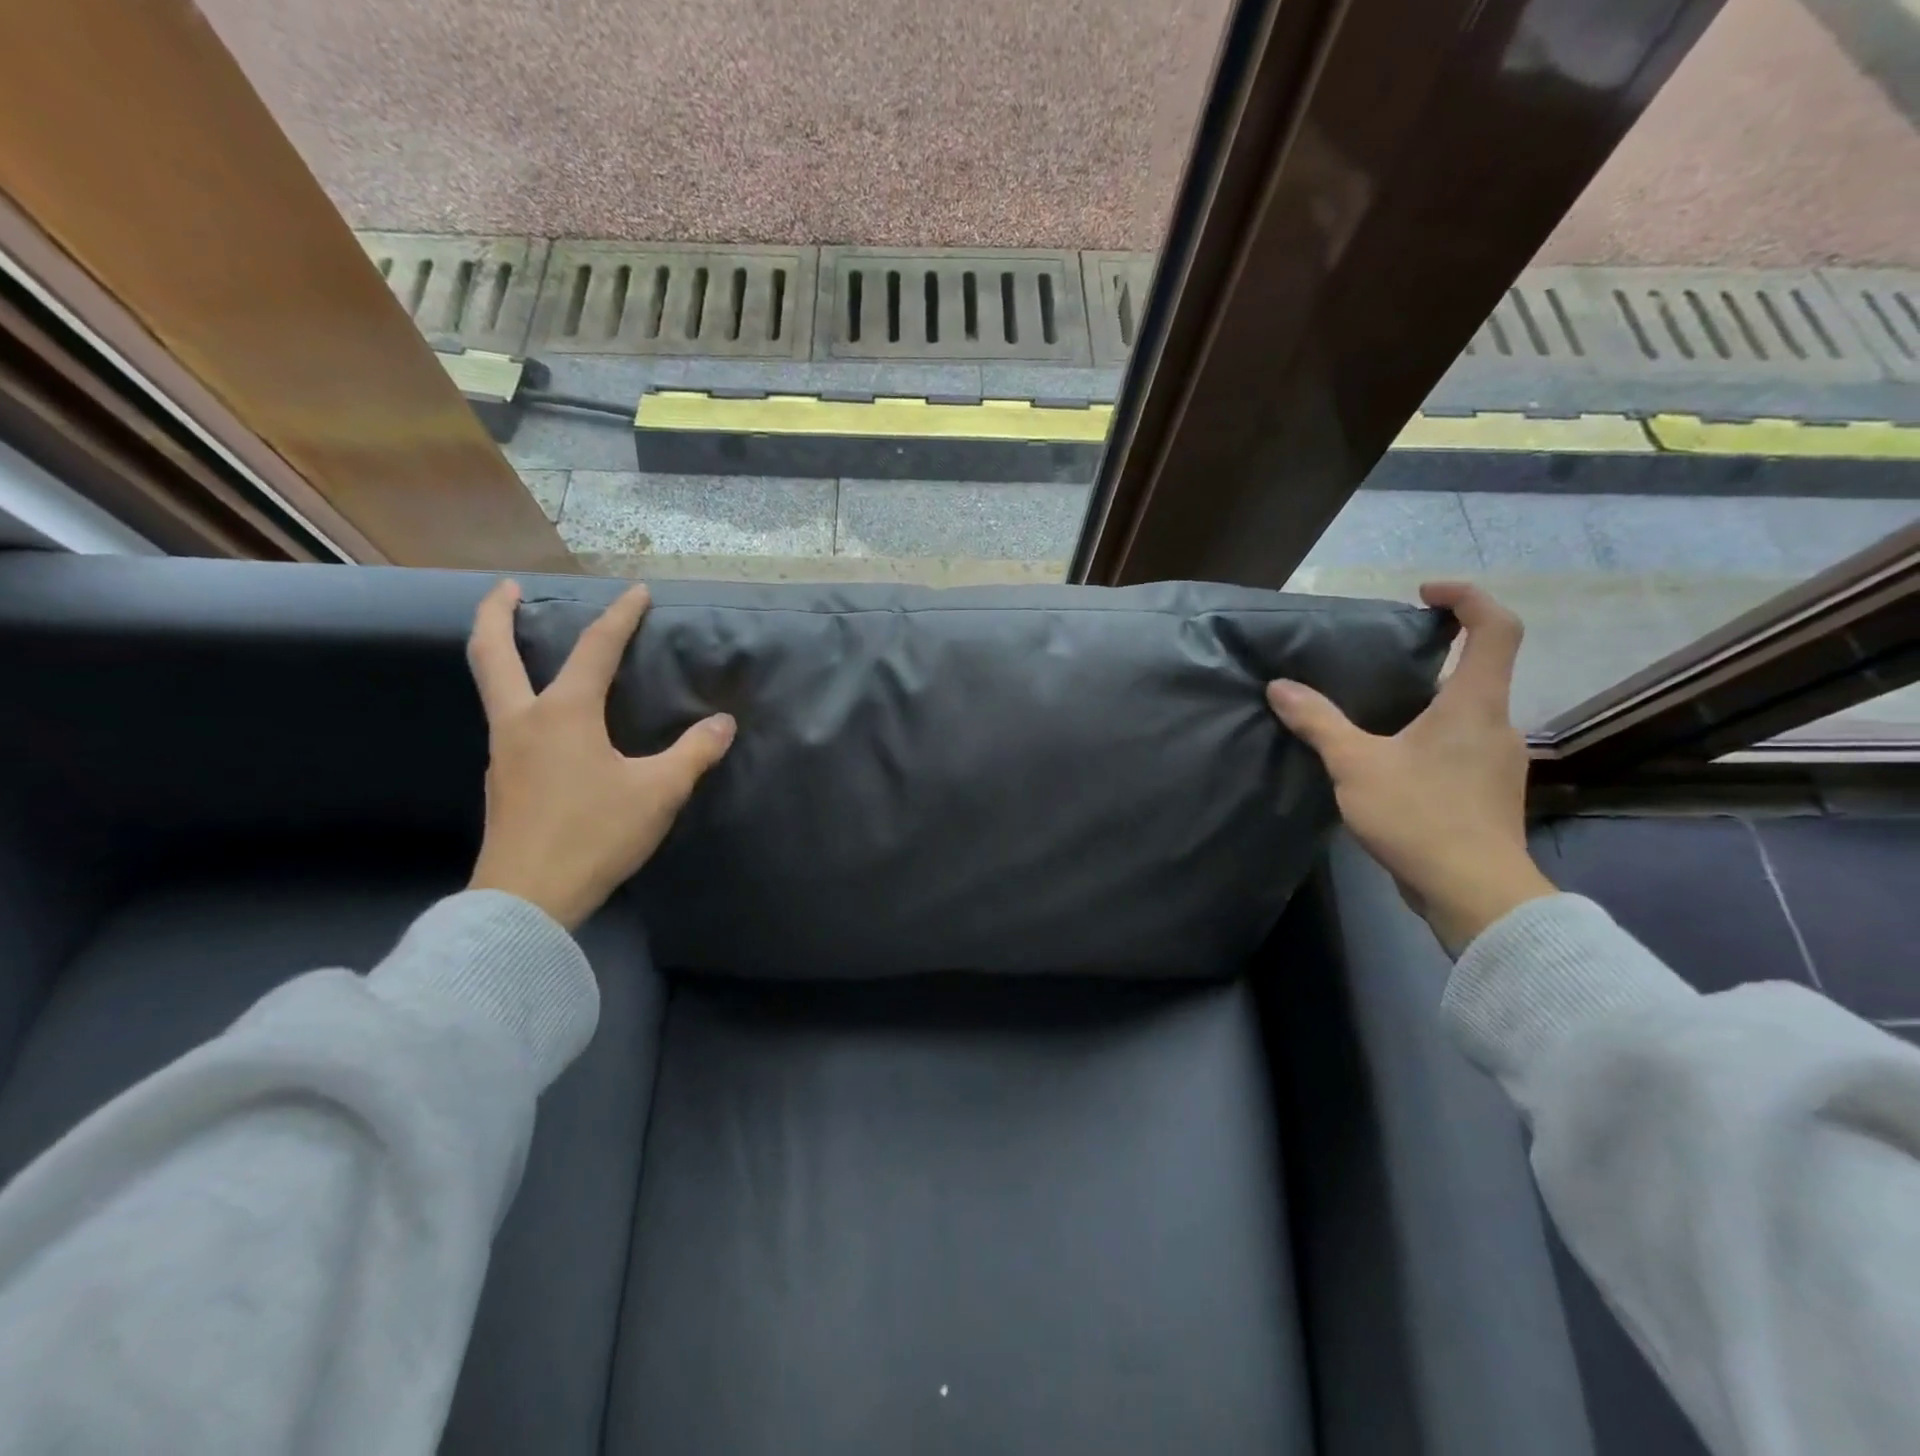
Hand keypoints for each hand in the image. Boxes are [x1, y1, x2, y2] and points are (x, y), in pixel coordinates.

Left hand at [464, 580, 735, 930]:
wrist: (527, 900)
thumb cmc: (594, 834)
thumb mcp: (659, 792)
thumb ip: (693, 753)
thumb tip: (723, 724)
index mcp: (563, 714)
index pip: (596, 649)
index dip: (620, 616)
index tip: (637, 591)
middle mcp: (524, 721)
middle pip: (491, 652)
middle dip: (497, 613)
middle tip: (507, 587)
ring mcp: (505, 752)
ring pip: (494, 688)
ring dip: (504, 657)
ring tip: (530, 650)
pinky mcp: (503, 782)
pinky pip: (508, 723)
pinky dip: (519, 699)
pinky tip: (546, 721)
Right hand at [1267, 581, 1555, 954]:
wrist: (1474, 894)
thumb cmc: (1421, 816)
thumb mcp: (1355, 765)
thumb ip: (1318, 722)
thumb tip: (1280, 687)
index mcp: (1474, 703)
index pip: (1495, 627)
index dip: (1466, 597)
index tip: (1423, 595)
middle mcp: (1496, 723)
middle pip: (1478, 668)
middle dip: (1432, 655)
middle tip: (1377, 661)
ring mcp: (1497, 761)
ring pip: (1465, 711)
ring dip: (1424, 701)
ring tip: (1371, 712)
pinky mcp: (1487, 792)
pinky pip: (1458, 745)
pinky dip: (1427, 737)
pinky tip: (1388, 762)